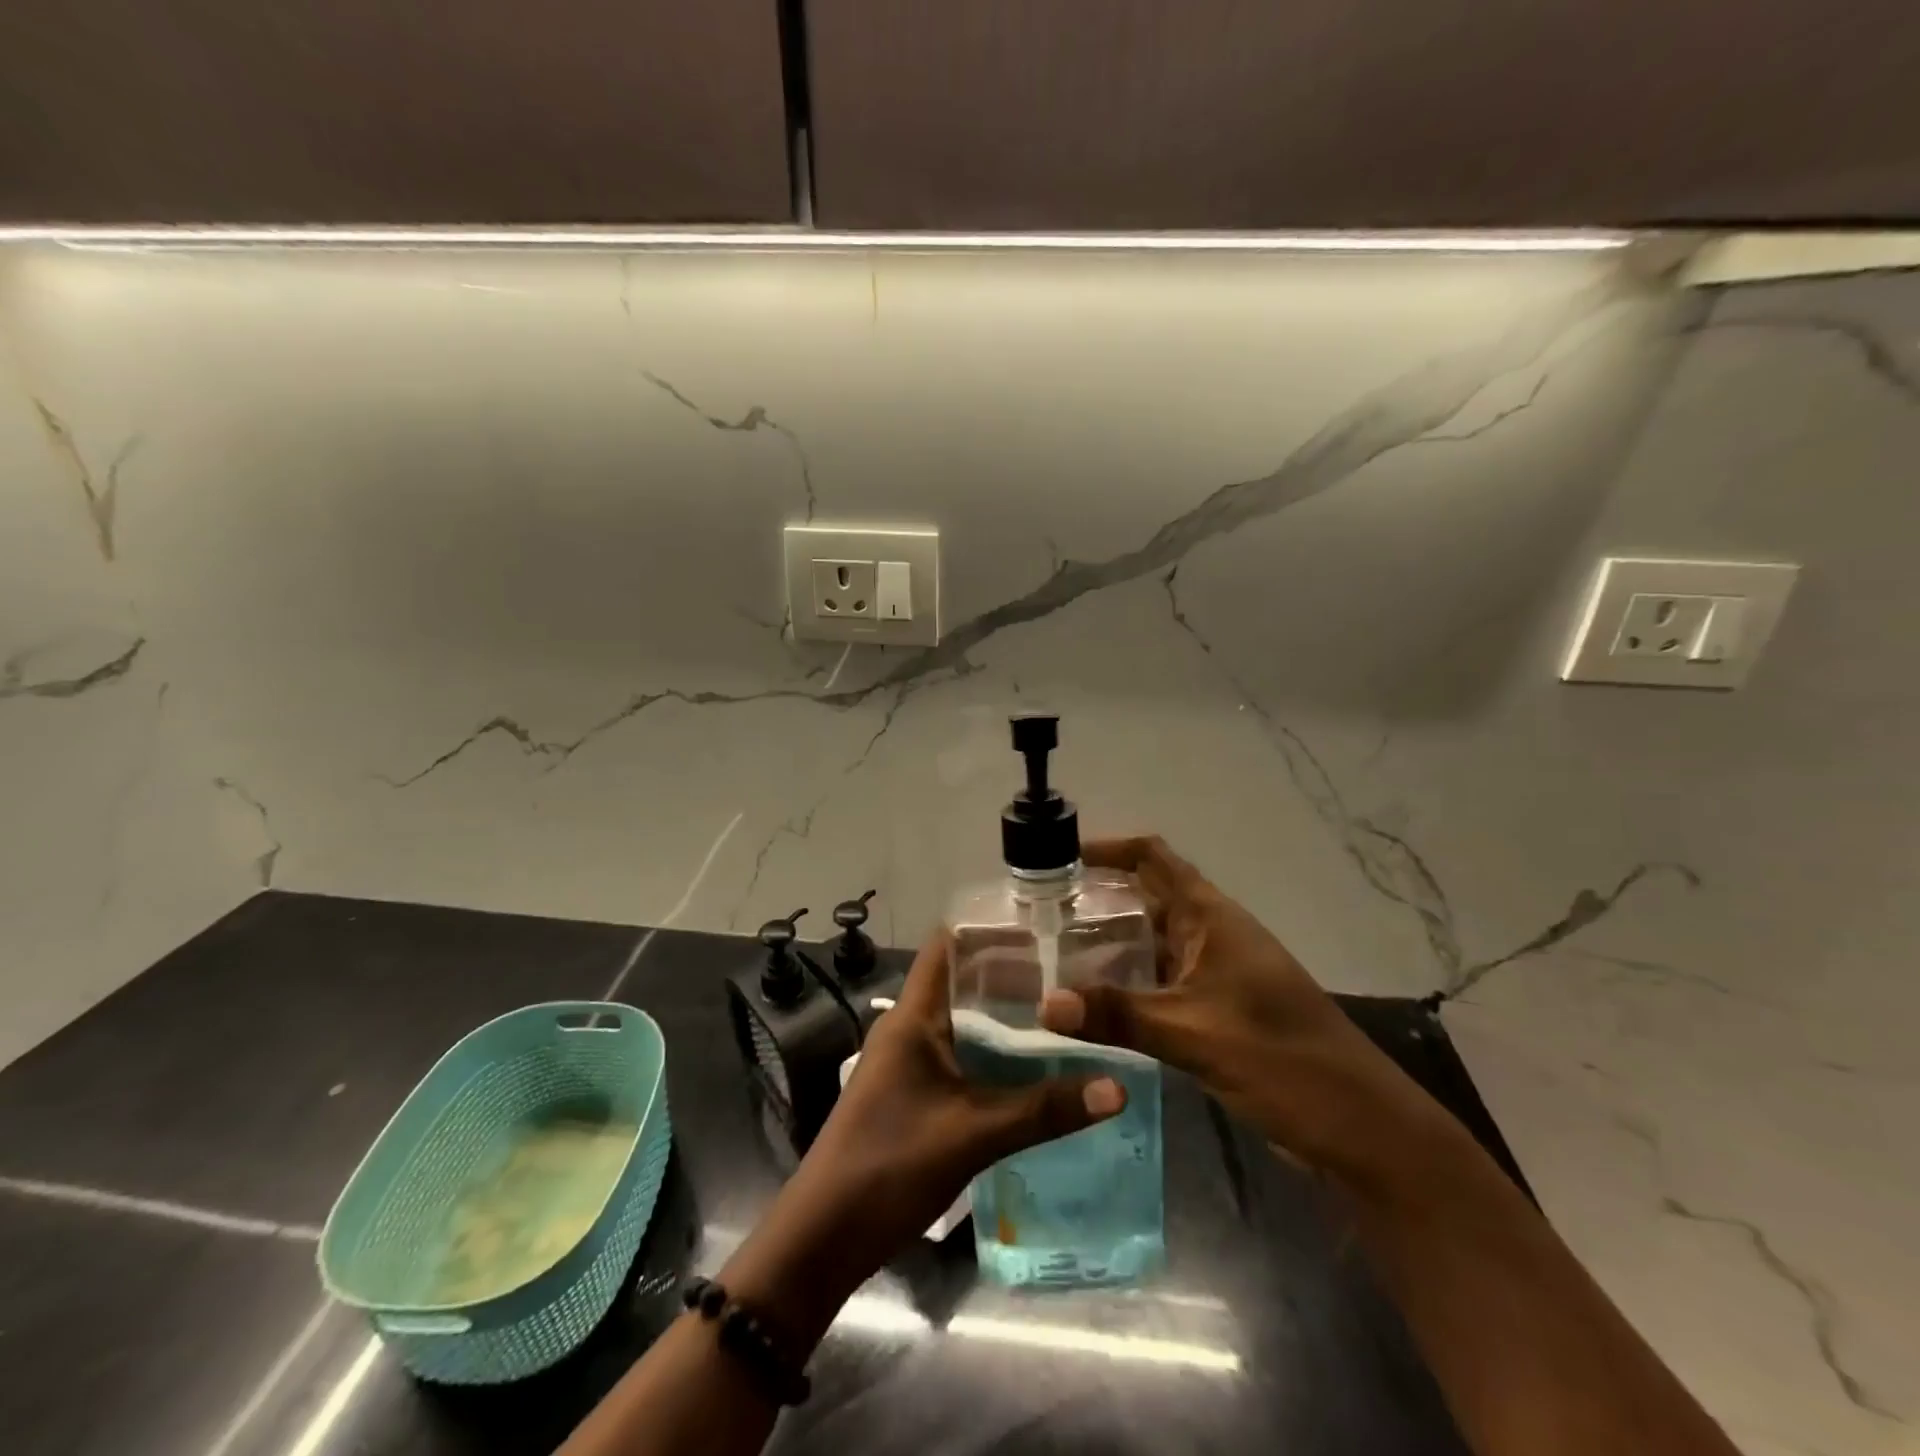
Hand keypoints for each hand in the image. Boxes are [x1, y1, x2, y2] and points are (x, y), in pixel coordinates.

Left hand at [811, 929, 1124, 1252]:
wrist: (824, 1236)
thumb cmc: (891, 1164)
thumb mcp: (975, 1134)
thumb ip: (1045, 1109)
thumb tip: (1117, 1088)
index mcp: (913, 1016)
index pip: (947, 946)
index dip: (990, 930)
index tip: (1043, 928)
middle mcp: (907, 1027)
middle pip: (961, 982)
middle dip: (1010, 975)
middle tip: (1071, 973)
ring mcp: (906, 1061)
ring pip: (961, 1021)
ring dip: (1003, 1017)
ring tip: (1062, 1014)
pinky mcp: (911, 1092)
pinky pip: (957, 1055)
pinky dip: (991, 1052)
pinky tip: (1030, 1067)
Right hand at [1038, 835, 1430, 1176]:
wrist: (1361, 1127)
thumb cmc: (1282, 1059)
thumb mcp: (1194, 1033)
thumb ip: (1117, 1014)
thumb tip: (1044, 1003)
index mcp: (1211, 917)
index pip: (1153, 857)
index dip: (1107, 847)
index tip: (1057, 857)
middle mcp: (1212, 933)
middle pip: (1147, 895)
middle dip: (1097, 895)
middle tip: (1040, 910)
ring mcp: (1217, 972)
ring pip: (1153, 940)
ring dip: (1110, 939)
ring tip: (1053, 950)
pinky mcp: (1218, 1009)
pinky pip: (1161, 979)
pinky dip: (1128, 979)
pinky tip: (1094, 999)